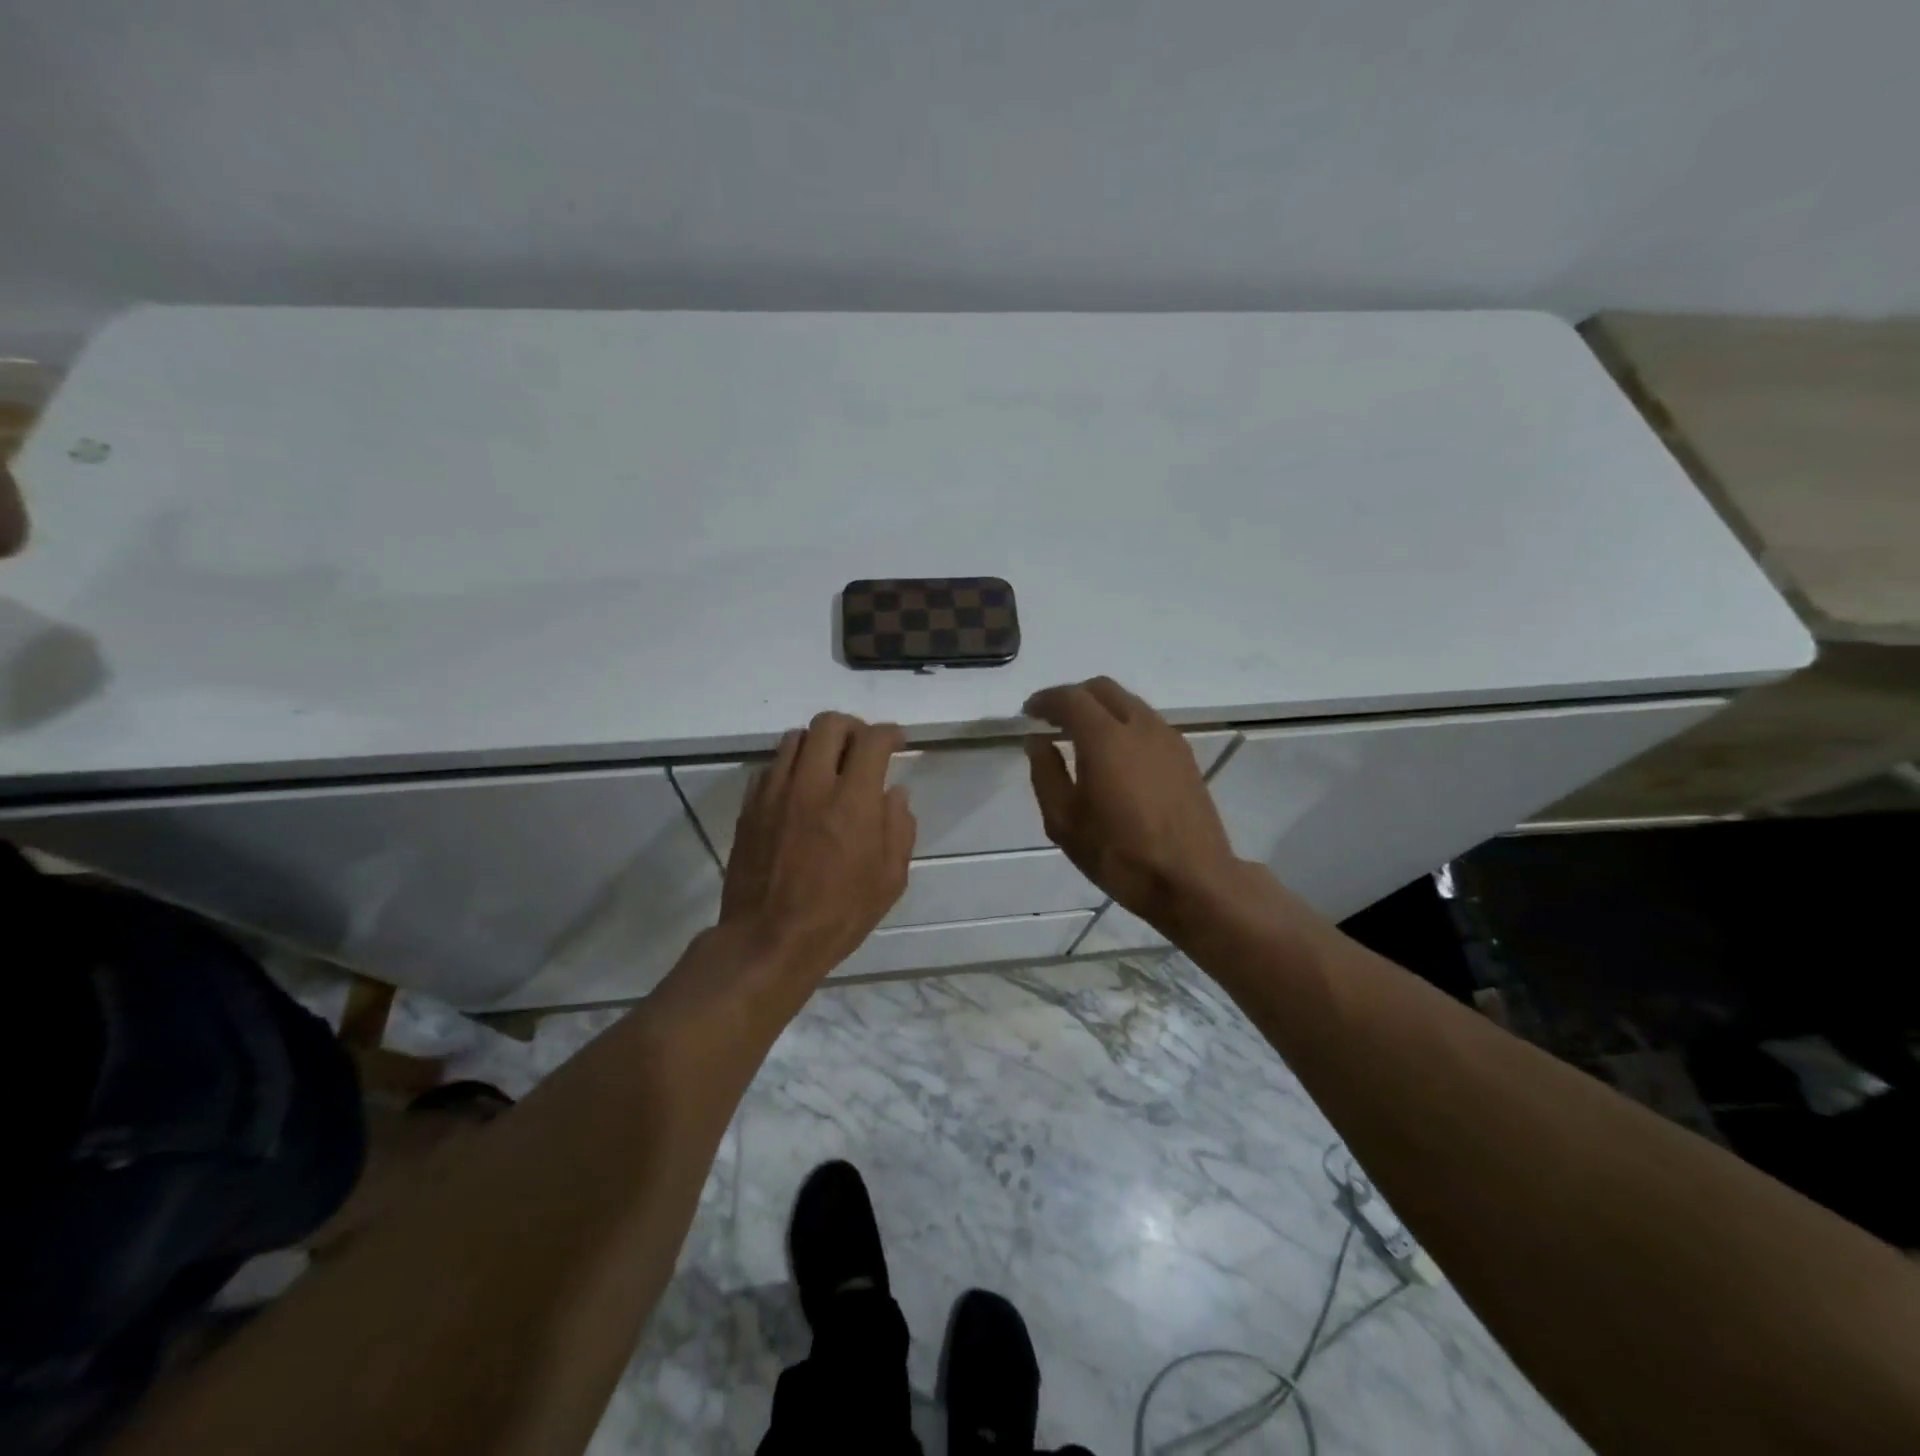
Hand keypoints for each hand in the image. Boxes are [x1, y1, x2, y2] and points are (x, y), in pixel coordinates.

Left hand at [720, 712, 915, 982]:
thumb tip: (895, 793)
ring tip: (829, 767)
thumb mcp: (889, 879)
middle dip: (853, 727)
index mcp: (853, 801)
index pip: (873, 740)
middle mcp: (812, 784)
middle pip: (829, 724)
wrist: (768, 940)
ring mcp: (775, 792)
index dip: (890, 733)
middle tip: (862, 748)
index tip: (897, 742)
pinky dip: (791, 767)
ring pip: (795, 738)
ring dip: (819, 744)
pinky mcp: (750, 807)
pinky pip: (771, 767)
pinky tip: (799, 792)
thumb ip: (899, 827)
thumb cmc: (839, 915)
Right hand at [1025, 677, 1243, 932]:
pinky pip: (1147, 722)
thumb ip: (1045, 773)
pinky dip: (1123, 723)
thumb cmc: (1120, 854)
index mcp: (1106, 738)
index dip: (1045, 700)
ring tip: (1081, 737)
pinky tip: (1115, 755)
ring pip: (1128, 702)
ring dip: (1100, 709)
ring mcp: (1168, 738)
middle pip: (1102, 689)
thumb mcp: (1064, 822)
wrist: (1192, 880)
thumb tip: (1038, 741)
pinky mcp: (1184, 755)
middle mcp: (1140, 726)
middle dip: (1073, 697)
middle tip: (1052, 721)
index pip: (1070, 698)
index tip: (1028, 713)